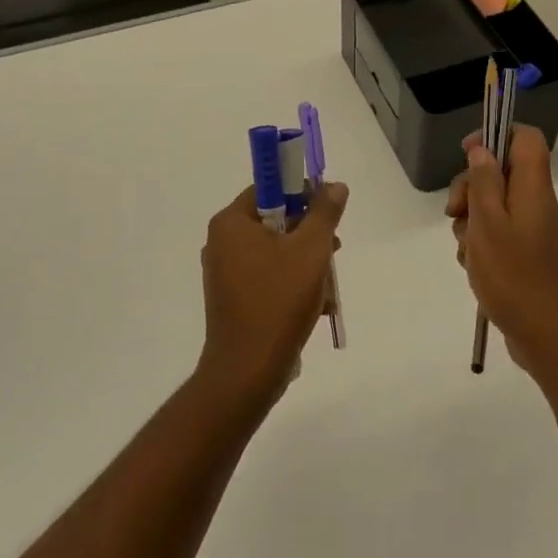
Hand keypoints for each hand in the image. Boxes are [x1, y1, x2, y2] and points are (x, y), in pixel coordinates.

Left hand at [197, 182, 348, 409]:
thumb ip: (324, 213)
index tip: (328, 212)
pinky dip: (293, 284)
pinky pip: (268, 276)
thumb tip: (335, 186)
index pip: (270, 188)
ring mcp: (225, 272)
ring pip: (277, 252)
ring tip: (329, 286)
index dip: (303, 194)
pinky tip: (317, 306)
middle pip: (276, 221)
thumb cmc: (278, 301)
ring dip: (307, 263)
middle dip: (310, 236)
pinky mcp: (233, 298)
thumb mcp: (311, 250)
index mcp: (231, 223)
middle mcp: (222, 242)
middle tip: (333, 251)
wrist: (248, 371)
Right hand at [446, 126, 557, 385]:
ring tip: (467, 251)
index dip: (495, 135)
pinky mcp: (528, 258)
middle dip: (471, 189)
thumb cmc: (514, 276)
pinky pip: (499, 237)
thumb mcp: (488, 224)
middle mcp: (538, 205)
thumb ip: (483, 182)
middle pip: (502, 174)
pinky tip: (474, 268)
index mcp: (534, 189)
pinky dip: (482, 246)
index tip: (466, 154)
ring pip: (495, 208)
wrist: (549, 337)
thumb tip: (482, 150)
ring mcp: (534, 233)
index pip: (525, 138)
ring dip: (472, 223)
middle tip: (454, 213)